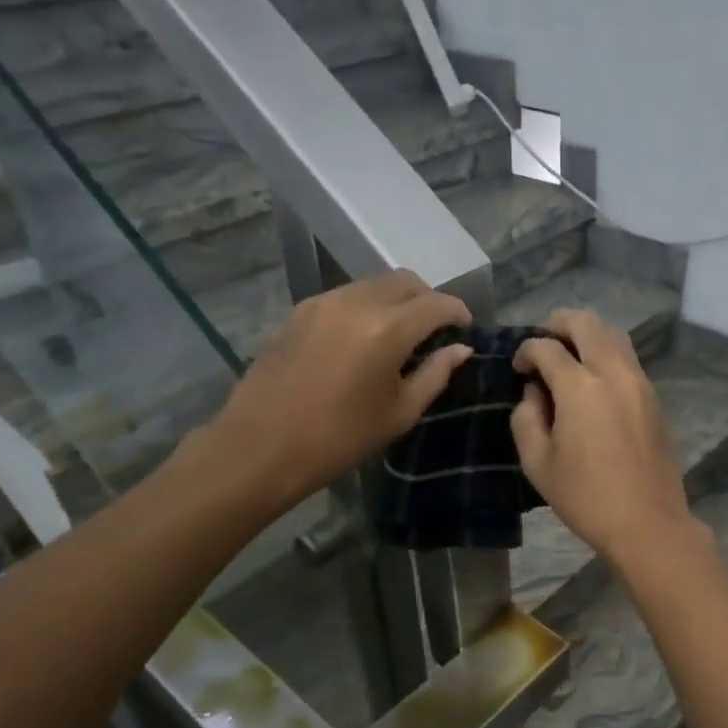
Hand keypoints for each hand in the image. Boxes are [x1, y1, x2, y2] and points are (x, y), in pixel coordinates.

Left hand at [181, 270, 470, 517]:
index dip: (458, 313)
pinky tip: (365, 339)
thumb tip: (460, 350)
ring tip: (401, 335)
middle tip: (436, 330)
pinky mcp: (300, 311)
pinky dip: (367, 307)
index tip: (466, 329)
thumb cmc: (339, 439)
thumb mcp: (399, 413)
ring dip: (397, 301)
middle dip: (428, 299)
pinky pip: (346, 295)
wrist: (261, 447)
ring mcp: (323, 302)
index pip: (436, 303)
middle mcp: (356, 302)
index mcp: (387, 329)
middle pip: (405, 281)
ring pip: (374, 284)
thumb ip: (435, 375)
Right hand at [512, 311, 699, 565]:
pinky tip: (594, 381)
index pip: (547, 347)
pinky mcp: (654, 398)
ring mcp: (640, 383)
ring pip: (614, 334)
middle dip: (558, 324)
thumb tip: (534, 392)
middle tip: (543, 343)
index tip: (518, 368)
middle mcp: (613, 373)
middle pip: (587, 323)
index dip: (526, 351)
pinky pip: (628, 358)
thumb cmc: (585, 497)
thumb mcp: (538, 462)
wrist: (647, 522)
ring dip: (588, 335)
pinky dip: (607, 354)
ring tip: (569, 357)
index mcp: (580, 387)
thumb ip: (526, 418)